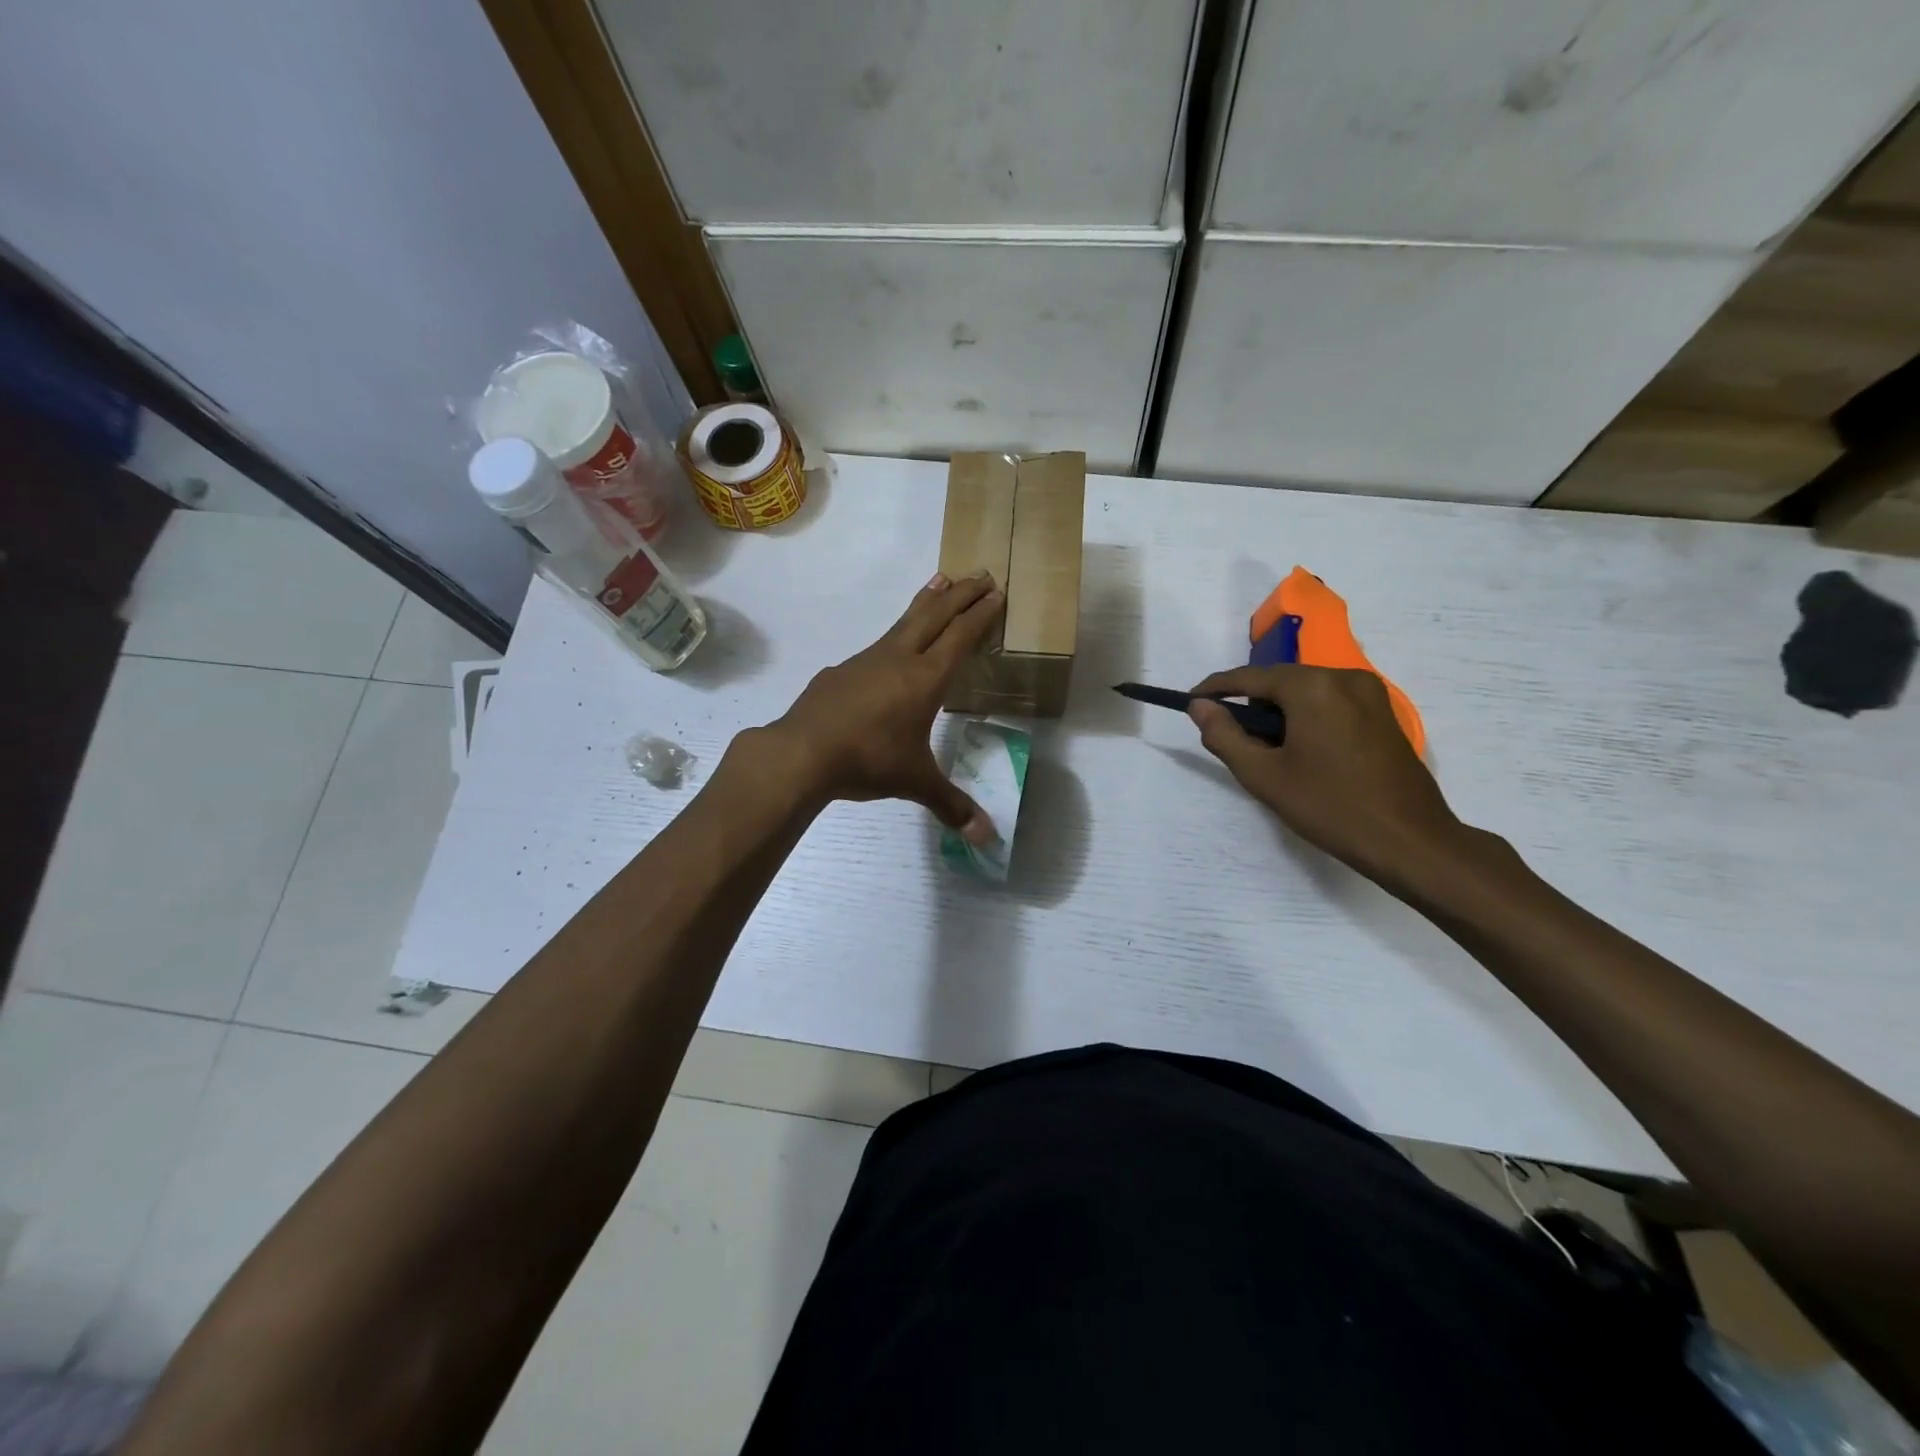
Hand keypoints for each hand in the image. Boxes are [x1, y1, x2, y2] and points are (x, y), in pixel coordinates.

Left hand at [758, 571, 1004, 842]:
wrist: (801, 753)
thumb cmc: (868, 761)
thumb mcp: (915, 782)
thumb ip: (952, 806)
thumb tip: (987, 840)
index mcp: (925, 679)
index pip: (961, 637)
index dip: (981, 614)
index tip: (997, 592)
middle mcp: (898, 659)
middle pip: (935, 614)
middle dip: (961, 593)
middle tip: (981, 572)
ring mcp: (866, 660)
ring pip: (903, 622)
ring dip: (927, 602)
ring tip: (940, 582)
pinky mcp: (841, 670)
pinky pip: (877, 644)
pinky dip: (895, 635)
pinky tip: (890, 649)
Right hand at [1187, 665, 1466, 890]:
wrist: (1409, 840)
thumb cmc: (1330, 807)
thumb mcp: (1263, 775)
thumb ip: (1224, 735)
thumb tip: (1199, 706)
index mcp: (1312, 687)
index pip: (1249, 677)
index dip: (1214, 689)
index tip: (1190, 702)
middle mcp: (1343, 677)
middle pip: (1279, 682)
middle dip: (1252, 706)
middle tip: (1238, 744)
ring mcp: (1370, 693)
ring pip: (1306, 692)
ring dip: (1281, 714)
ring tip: (1273, 756)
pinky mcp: (1384, 712)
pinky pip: (1331, 703)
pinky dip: (1308, 719)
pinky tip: (1305, 754)